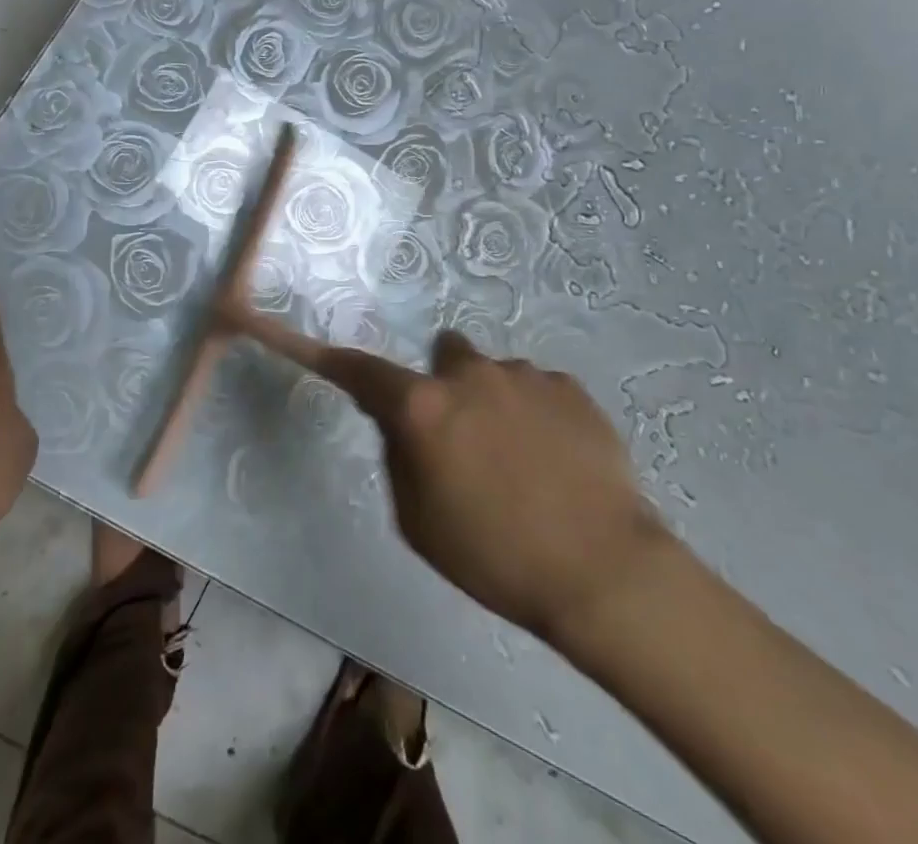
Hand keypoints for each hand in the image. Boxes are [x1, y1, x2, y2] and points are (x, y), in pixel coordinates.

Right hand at [320, 331, 669, 647]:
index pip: (363, 371)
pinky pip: (537, 389)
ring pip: (493, 374)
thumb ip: (397, 455)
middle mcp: (468, 373)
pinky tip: (558, 460)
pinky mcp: (569, 385)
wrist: (603, 571)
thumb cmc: (494, 556)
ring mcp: (523, 374)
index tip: (314, 346)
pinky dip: (536, 413)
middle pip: (442, 357)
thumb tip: (395, 418)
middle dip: (445, 386)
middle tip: (464, 437)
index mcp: (423, 407)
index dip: (334, 360)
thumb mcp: (418, 520)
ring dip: (494, 402)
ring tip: (524, 460)